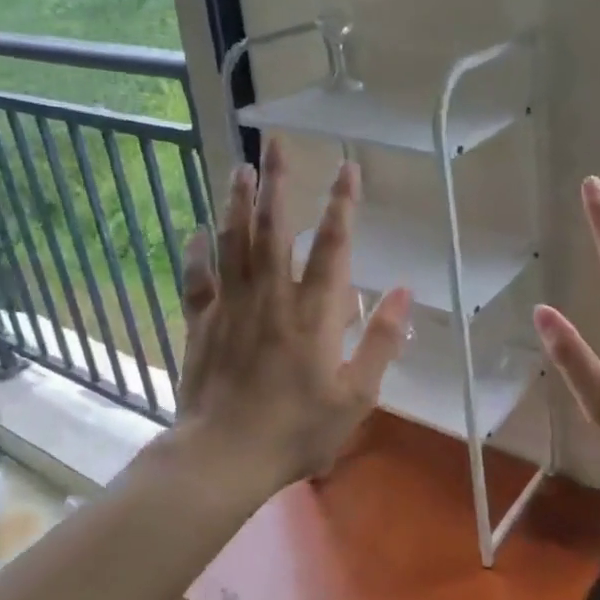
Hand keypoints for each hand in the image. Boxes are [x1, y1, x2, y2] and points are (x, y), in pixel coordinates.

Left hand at [175, 137, 411, 491]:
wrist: (225, 455)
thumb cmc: (298, 429)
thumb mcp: (358, 395)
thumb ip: (382, 341)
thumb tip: (404, 291)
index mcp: (315, 311)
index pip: (333, 245)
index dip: (343, 203)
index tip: (347, 166)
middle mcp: (272, 295)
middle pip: (274, 227)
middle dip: (278, 182)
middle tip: (274, 143)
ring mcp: (232, 305)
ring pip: (234, 241)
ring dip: (238, 202)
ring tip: (241, 168)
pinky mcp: (201, 323)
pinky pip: (197, 278)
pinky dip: (196, 252)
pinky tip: (196, 231)